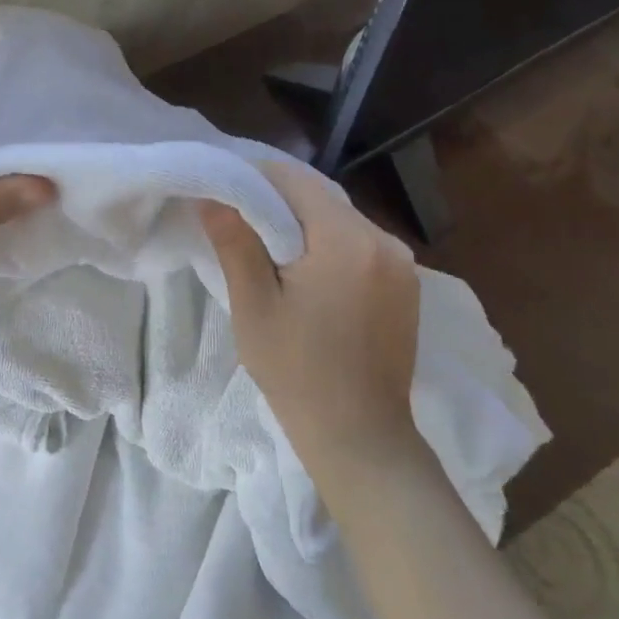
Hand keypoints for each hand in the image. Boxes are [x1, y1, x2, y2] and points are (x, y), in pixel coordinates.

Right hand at [200, 160, 425, 483]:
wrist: (361, 439)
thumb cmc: (298, 373)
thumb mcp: (254, 306)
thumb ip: (235, 242)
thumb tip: (211, 196)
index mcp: (347, 240)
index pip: (295, 180)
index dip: (256, 179)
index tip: (225, 194)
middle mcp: (384, 240)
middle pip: (321, 197)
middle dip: (279, 202)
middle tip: (240, 222)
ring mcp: (403, 263)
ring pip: (341, 220)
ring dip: (306, 224)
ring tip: (270, 248)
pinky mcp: (407, 285)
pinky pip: (361, 245)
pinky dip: (331, 246)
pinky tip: (308, 272)